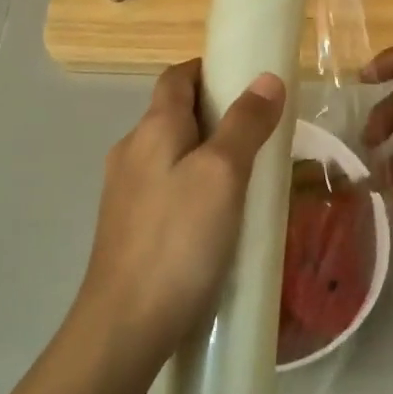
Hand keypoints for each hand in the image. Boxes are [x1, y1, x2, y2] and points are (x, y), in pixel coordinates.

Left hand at [77, 59, 286, 362]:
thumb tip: (267, 78)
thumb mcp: (223, 175)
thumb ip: (245, 123)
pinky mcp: (129, 225)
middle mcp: (132, 150)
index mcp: (152, 129)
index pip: (177, 76)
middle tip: (262, 131)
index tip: (249, 80)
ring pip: (171, 153)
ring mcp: (125, 190)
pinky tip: (220, 215)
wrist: (126, 324)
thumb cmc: (179, 240)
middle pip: (174, 113)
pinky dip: (195, 184)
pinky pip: (167, 187)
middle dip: (216, 113)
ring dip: (207, 151)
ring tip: (249, 174)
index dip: (210, 69)